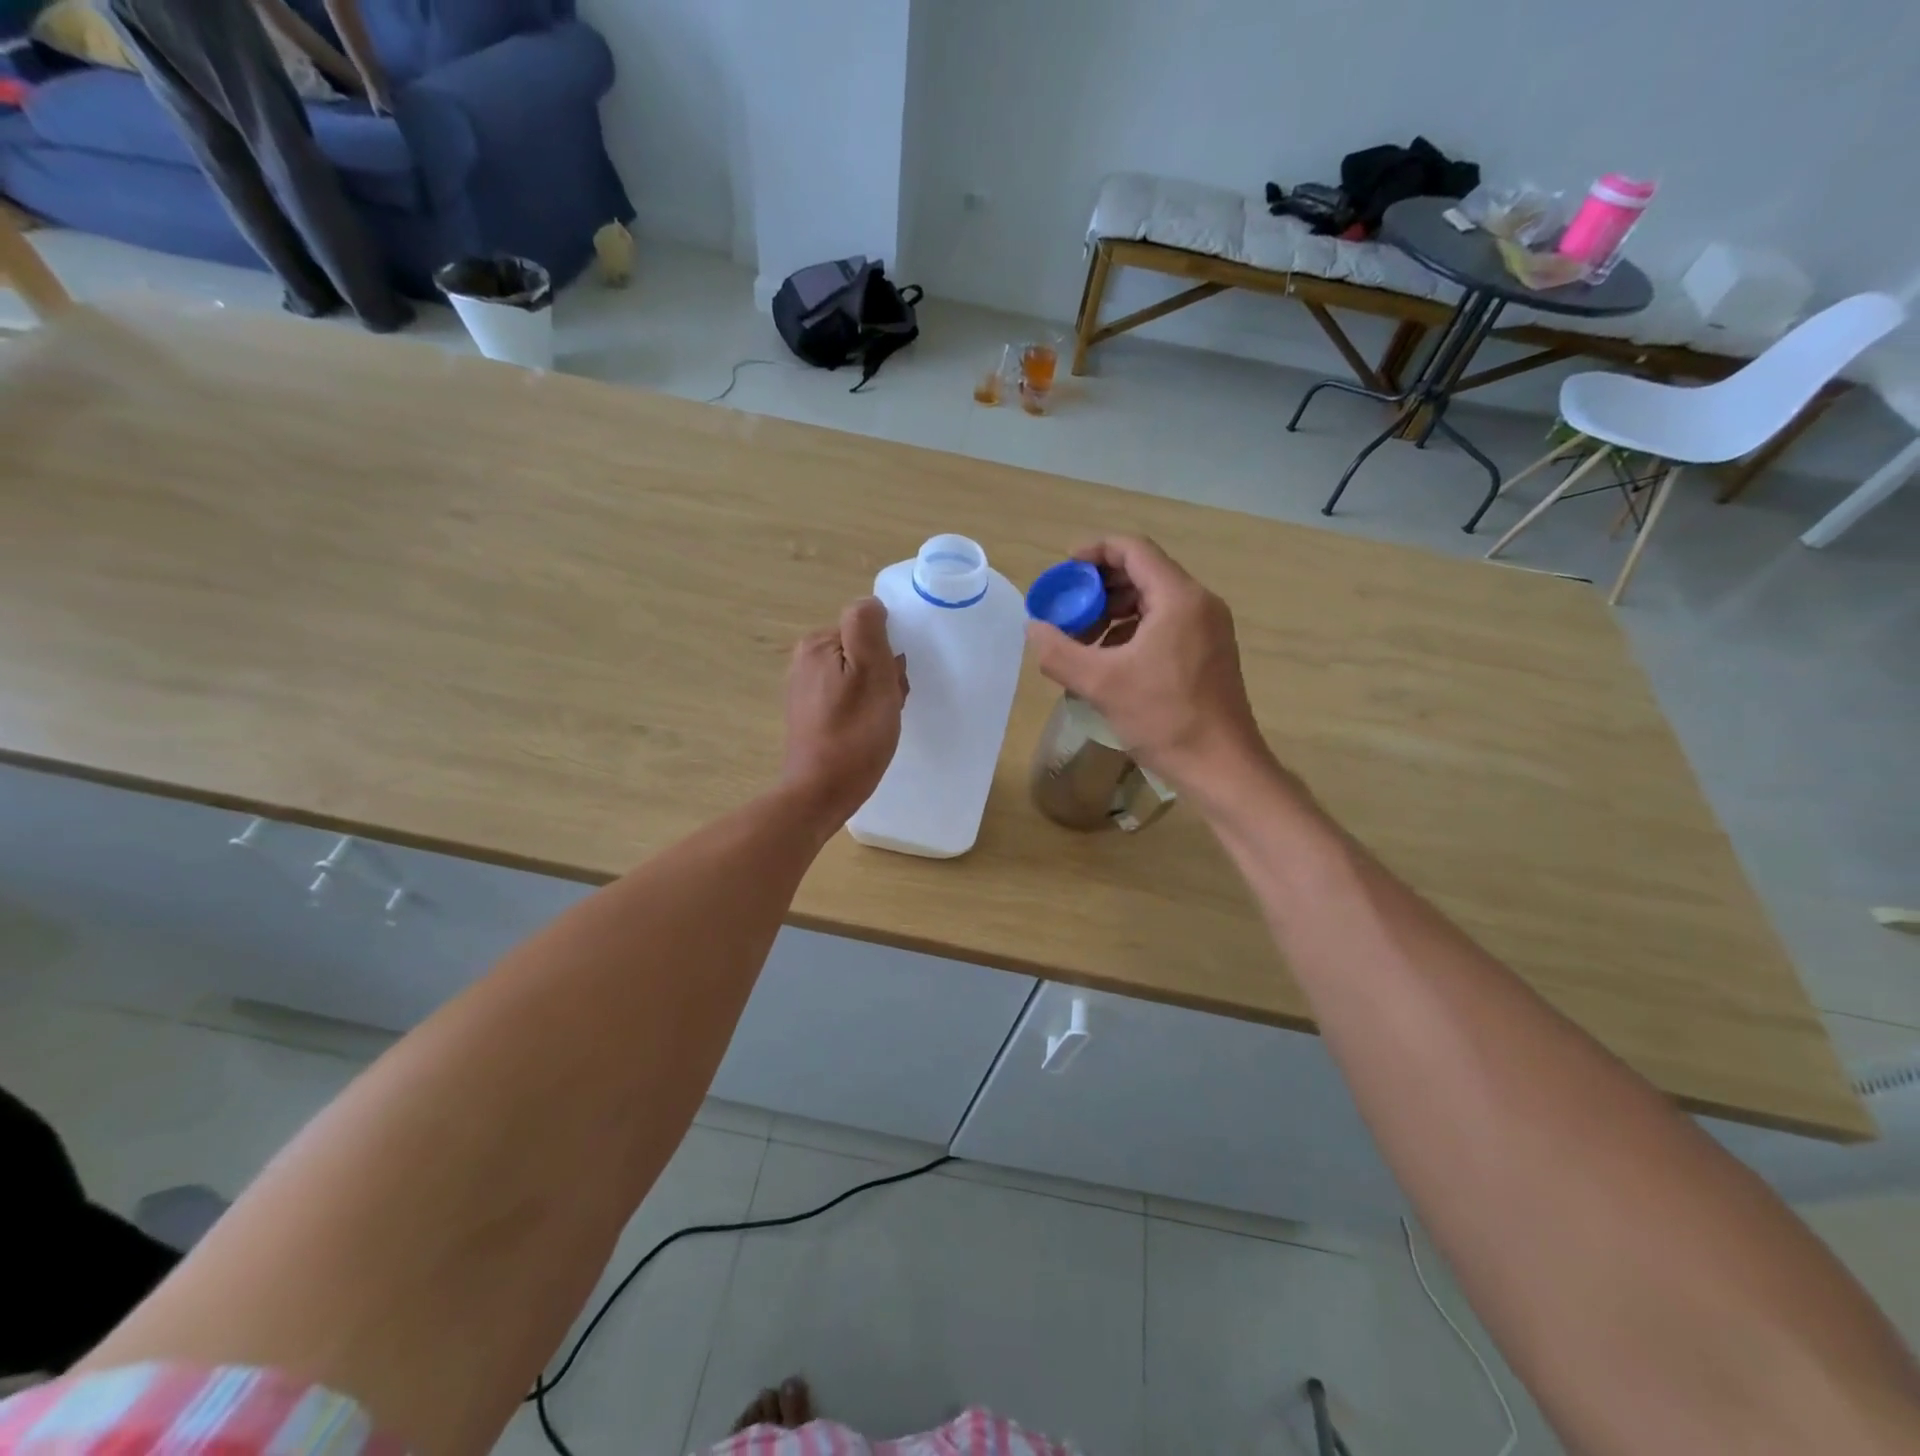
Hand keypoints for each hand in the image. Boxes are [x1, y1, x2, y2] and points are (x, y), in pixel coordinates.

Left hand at [782, 598, 907, 823]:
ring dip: (878, 695)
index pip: (869, 628)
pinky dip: (864, 711)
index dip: (889, 654)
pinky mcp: (810, 715)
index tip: (893, 683)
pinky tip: (867, 732)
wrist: (821, 792)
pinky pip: (848, 699)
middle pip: (863, 652)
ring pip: (859, 677)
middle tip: (889, 705)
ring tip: (880, 722)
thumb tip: (871, 604)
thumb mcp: (871, 672)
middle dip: (884, 675)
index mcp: (818, 643)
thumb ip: (868, 628)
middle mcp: (805, 660)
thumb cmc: (854, 734)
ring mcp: (806, 689)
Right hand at [1026, 536, 1268, 796]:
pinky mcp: (1209, 652)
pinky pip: (1165, 624)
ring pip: (1153, 601)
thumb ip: (1059, 652)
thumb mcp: (1102, 684)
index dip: (1094, 552)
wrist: (1221, 766)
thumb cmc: (1165, 719)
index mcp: (1179, 598)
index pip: (1133, 550)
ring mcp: (1208, 628)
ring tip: (1082, 640)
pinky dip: (1133, 631)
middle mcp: (1199, 603)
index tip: (1063, 572)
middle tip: (1067, 610)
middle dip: (1099, 588)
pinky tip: (1109, 660)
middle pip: (1143, 573)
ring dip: (1114, 612)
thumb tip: (1033, 629)